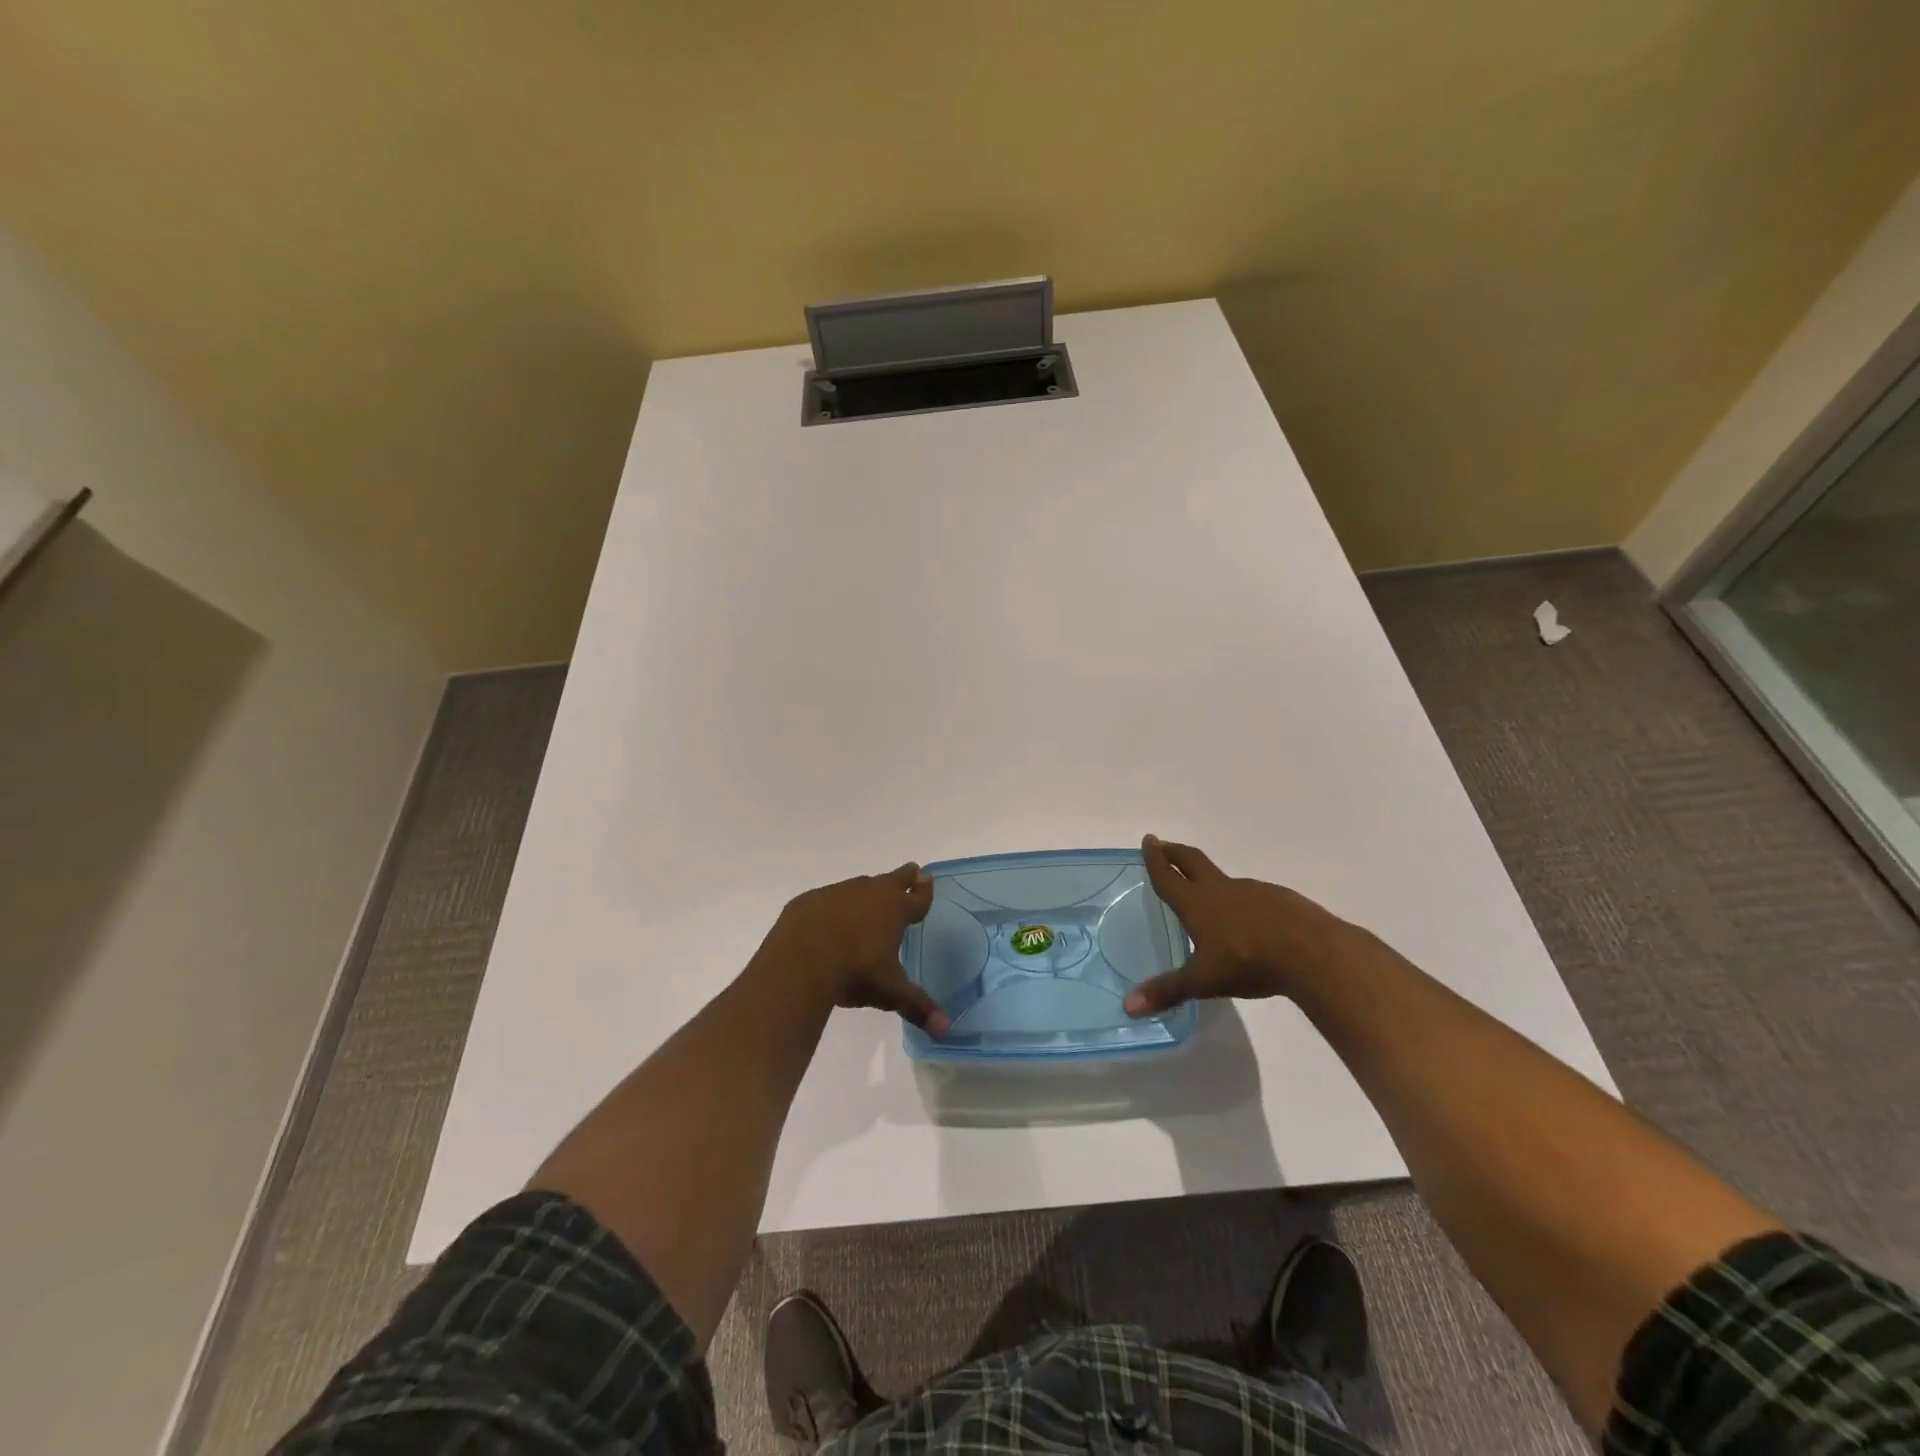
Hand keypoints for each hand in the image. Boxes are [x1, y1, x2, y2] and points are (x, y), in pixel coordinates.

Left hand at [752, 863, 949, 1034]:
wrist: (800, 960)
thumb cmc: (855, 972)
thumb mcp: (890, 992)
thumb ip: (918, 1007)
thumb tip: (945, 1029)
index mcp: (895, 909)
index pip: (917, 897)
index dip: (925, 891)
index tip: (928, 879)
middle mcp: (870, 893)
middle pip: (893, 879)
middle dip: (905, 876)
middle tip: (913, 870)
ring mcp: (838, 893)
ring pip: (860, 886)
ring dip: (868, 892)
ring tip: (871, 898)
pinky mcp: (810, 900)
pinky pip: (829, 899)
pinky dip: (834, 906)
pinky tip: (830, 919)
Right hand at [1125, 835, 1361, 1015]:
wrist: (1311, 952)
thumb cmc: (1248, 962)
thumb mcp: (1203, 981)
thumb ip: (1167, 991)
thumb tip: (1128, 1006)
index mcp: (1196, 903)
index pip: (1168, 876)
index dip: (1155, 858)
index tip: (1148, 839)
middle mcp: (1221, 889)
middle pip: (1192, 861)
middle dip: (1175, 852)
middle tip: (1163, 844)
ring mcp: (1252, 891)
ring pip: (1223, 878)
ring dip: (1208, 877)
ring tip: (1204, 890)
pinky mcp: (1279, 899)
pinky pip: (1251, 894)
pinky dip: (1240, 898)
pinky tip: (1248, 918)